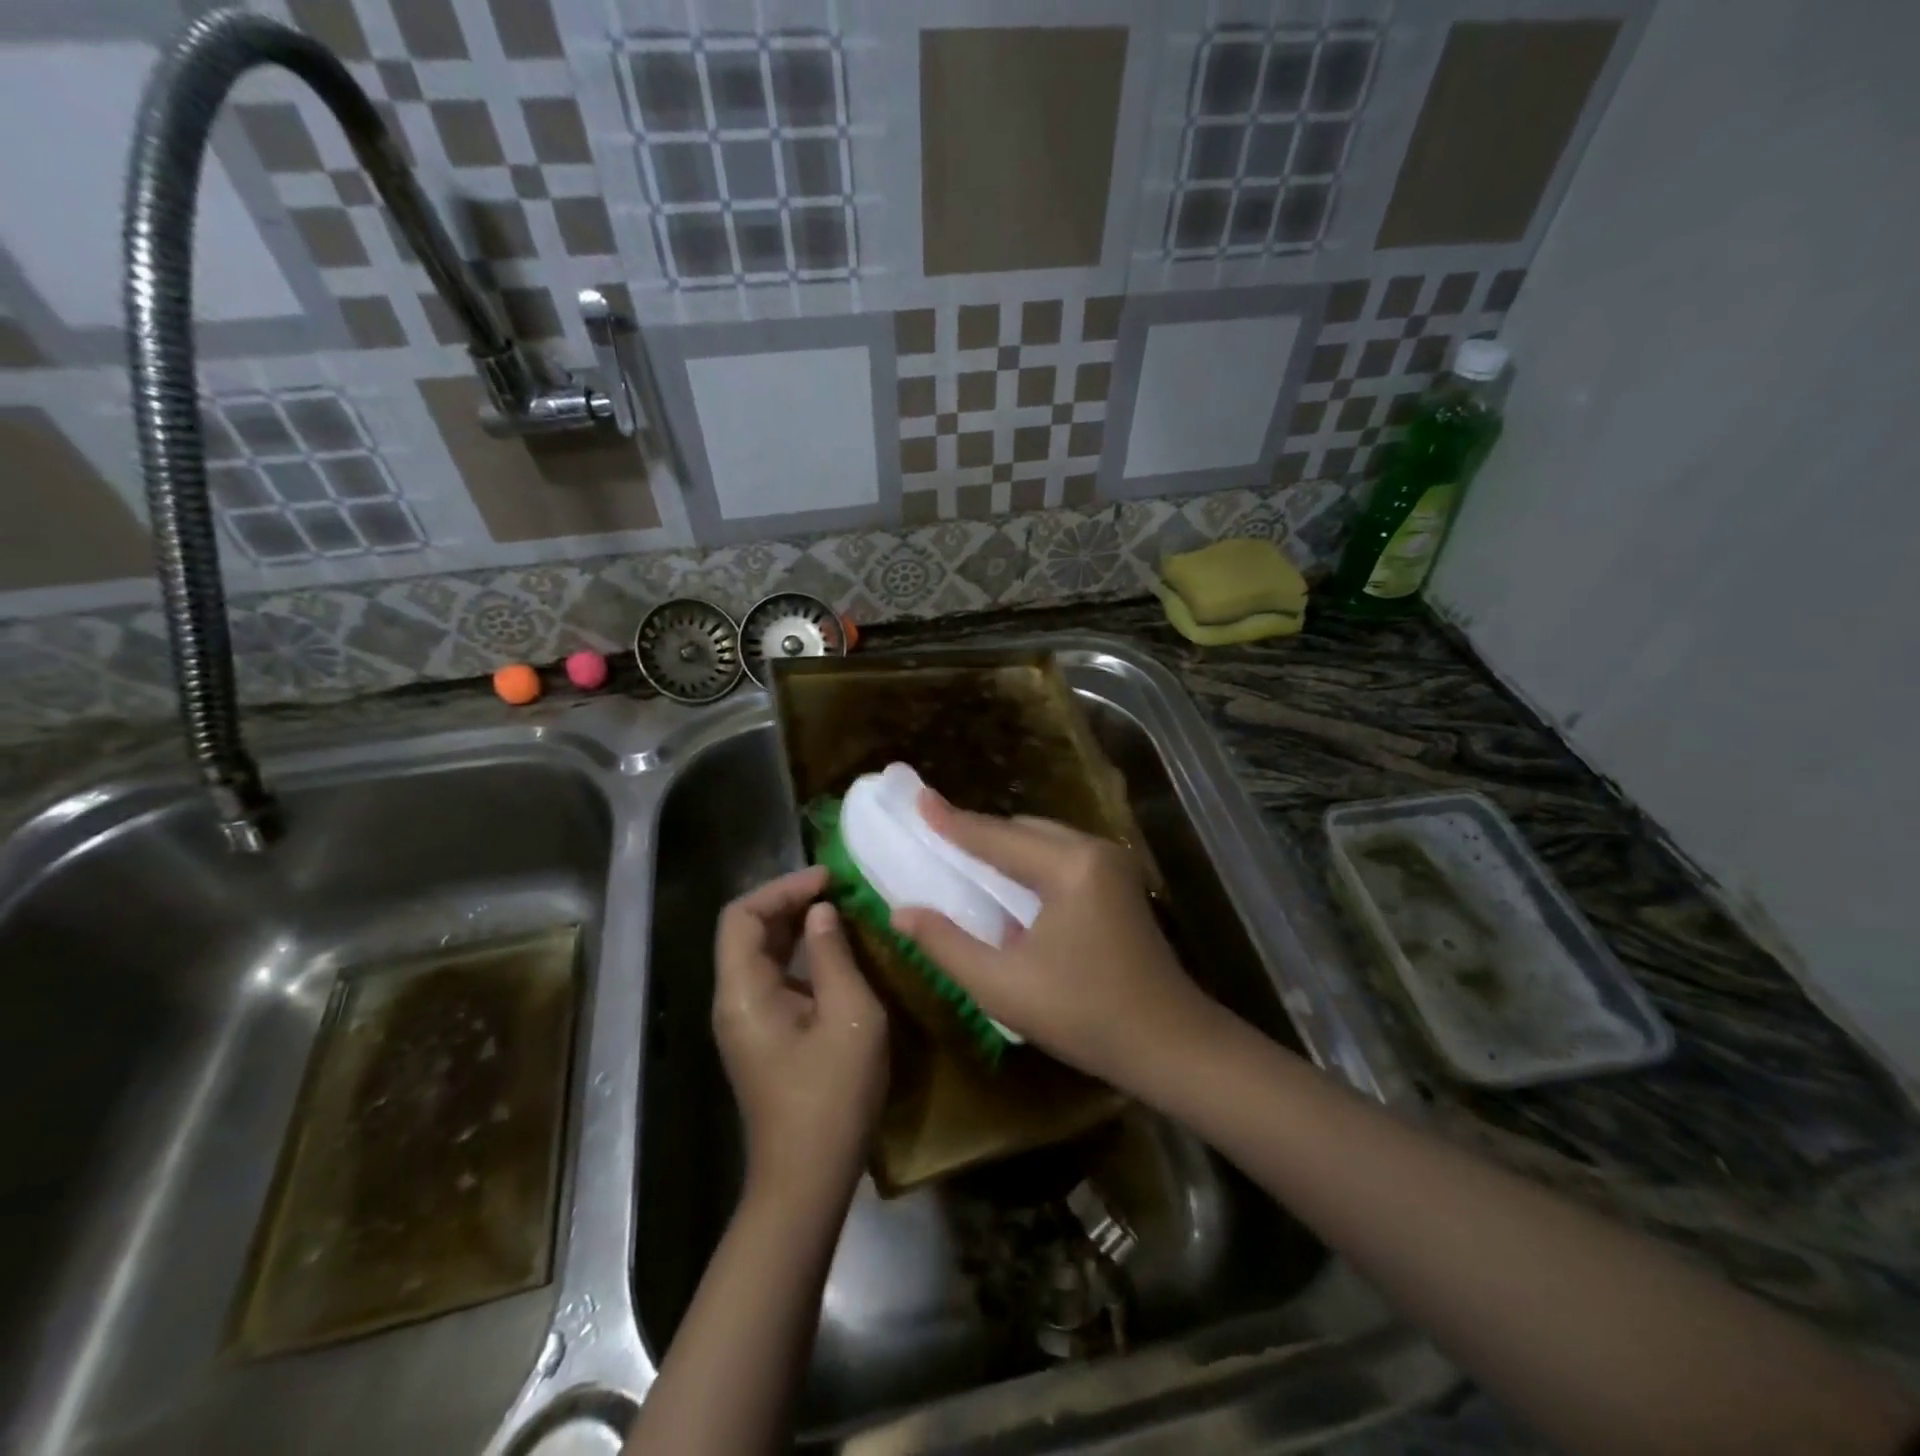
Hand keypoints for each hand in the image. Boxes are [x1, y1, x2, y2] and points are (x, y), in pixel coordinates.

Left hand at [712, 866, 887, 1208]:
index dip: (782, 888)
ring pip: (762, 955)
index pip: (742, 916)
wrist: (808, 1179)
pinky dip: (802, 957)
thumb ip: (834, 955)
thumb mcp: (850, 1016)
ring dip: (797, 928)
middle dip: (790, 903)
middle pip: (748, 932)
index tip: (828, 880)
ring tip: (842, 912)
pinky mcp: (764, 1038)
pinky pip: (775, 980)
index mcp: (744, 992)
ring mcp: (746, 1022)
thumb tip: (822, 912)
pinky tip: (838, 955)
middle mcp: (734, 1001)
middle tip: (839, 891)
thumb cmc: (833, 1096)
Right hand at [891, 794, 1223, 1092]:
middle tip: (935, 839)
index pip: (995, 837)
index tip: (918, 798)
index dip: (951, 821)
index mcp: (1069, 867)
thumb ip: (946, 943)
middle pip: (1022, 830)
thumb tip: (901, 912)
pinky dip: (1029, 864)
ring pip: (1043, 840)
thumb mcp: (1002, 986)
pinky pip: (1062, 857)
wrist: (1170, 1045)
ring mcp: (1113, 865)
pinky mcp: (1120, 883)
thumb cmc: (1083, 1016)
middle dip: (978, 834)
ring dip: (1004, 849)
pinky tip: (1008, 886)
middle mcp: (1094, 851)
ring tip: (963, 861)